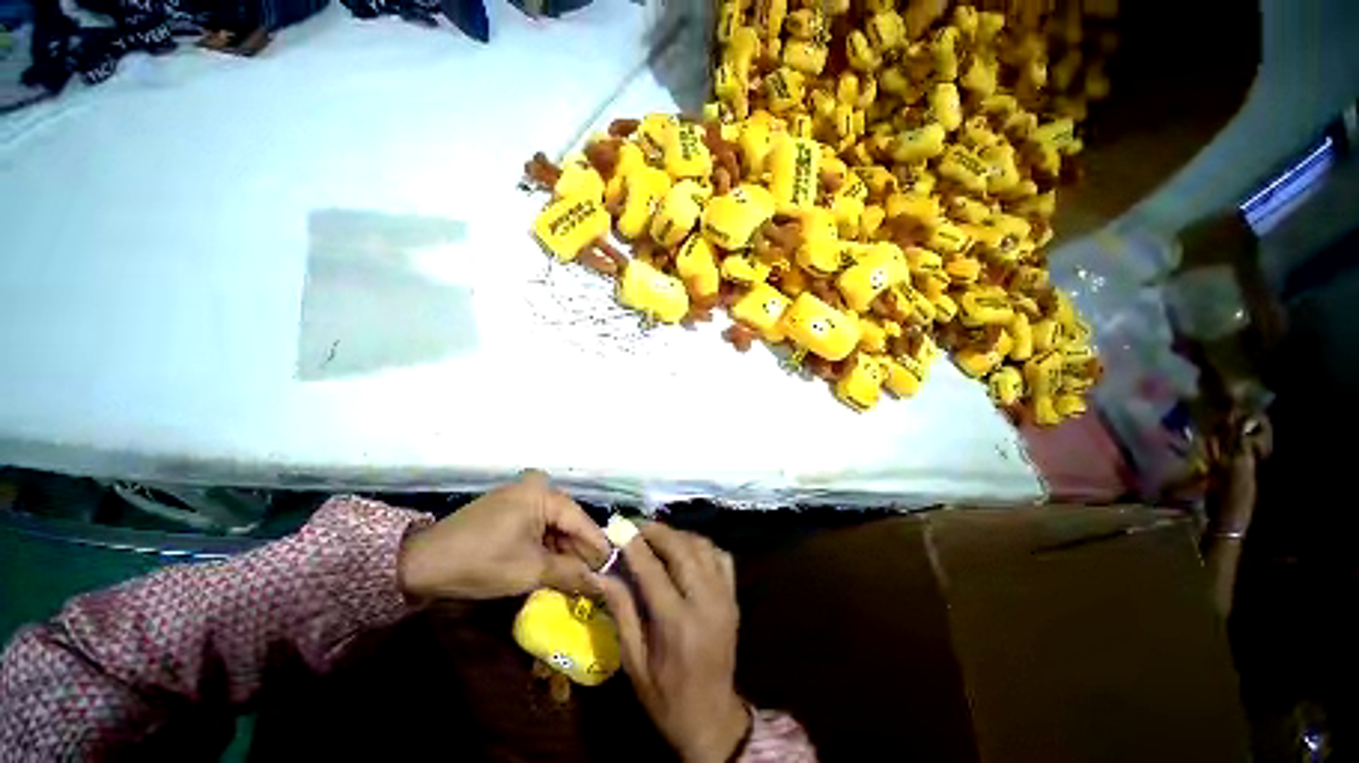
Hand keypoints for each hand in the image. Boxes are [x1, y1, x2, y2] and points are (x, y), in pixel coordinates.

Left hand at [398, 470, 609, 600]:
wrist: (421, 563)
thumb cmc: (481, 561)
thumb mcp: (530, 570)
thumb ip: (571, 573)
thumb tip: (603, 585)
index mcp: (544, 493)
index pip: (582, 521)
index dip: (598, 548)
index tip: (614, 571)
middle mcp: (537, 487)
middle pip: (569, 523)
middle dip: (580, 553)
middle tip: (597, 580)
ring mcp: (522, 497)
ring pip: (555, 527)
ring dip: (564, 553)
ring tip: (579, 579)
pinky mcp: (511, 509)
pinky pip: (539, 527)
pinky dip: (547, 548)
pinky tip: (556, 569)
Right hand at [598, 523, 749, 762]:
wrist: (712, 717)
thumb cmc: (665, 697)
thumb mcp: (634, 662)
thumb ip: (621, 611)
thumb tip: (602, 573)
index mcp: (677, 624)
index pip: (652, 570)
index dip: (634, 545)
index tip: (619, 527)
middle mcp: (705, 602)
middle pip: (682, 549)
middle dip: (657, 532)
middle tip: (637, 528)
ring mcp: (725, 596)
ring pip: (703, 546)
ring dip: (678, 535)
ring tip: (657, 537)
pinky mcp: (734, 596)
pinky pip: (720, 556)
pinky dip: (702, 545)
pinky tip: (686, 550)